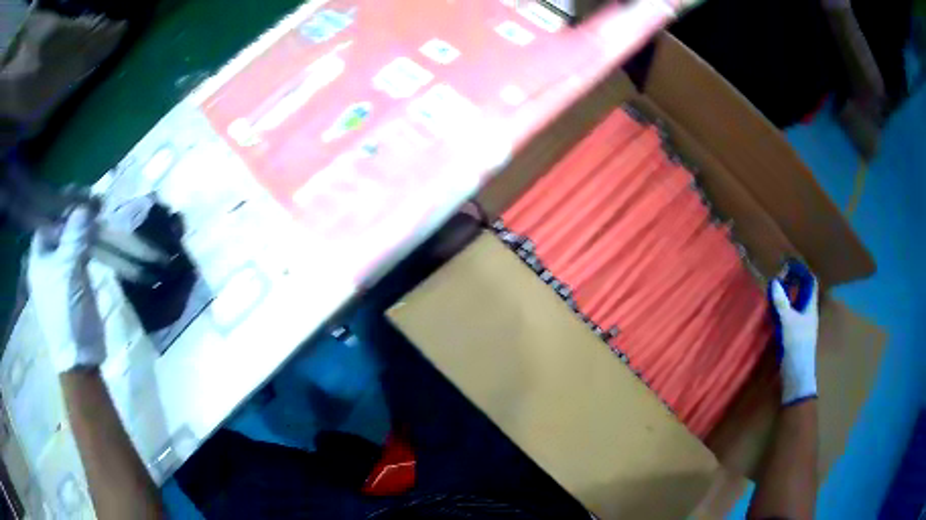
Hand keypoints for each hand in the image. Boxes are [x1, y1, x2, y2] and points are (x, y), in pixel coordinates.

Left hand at [28, 204, 106, 372]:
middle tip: (93, 203)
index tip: (79, 196)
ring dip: (83, 230)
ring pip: (70, 242)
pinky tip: (97, 238)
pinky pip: (78, 257)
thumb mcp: (69, 269)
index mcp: (37, 259)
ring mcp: (59, 275)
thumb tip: (84, 205)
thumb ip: (75, 234)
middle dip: (75, 216)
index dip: (60, 206)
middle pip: (59, 230)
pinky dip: (87, 245)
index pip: (45, 221)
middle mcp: (45, 264)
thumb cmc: (66, 312)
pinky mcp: (72, 285)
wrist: (79, 357)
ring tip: (98, 216)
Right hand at [768, 261, 818, 405]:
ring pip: (796, 304)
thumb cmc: (797, 346)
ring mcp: (802, 324)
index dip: (801, 271)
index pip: (810, 281)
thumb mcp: (788, 323)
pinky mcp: (794, 335)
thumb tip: (775, 281)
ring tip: (774, 292)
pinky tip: (774, 312)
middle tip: (778, 277)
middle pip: (803, 292)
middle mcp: (808, 313)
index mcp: (811, 307)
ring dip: (786, 296)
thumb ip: (781, 303)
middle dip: (792, 282)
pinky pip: (790, 315)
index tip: (788, 265)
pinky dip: (783, 310)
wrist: (797, 375)